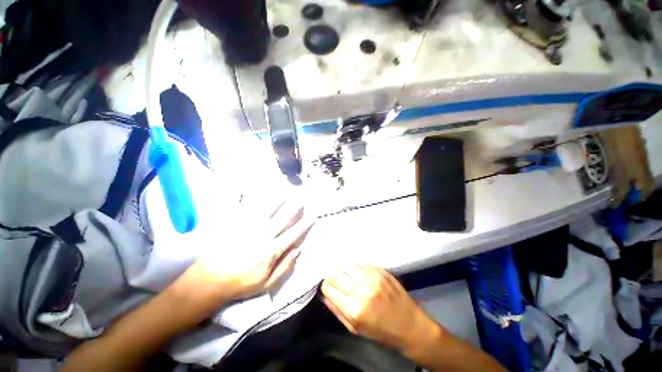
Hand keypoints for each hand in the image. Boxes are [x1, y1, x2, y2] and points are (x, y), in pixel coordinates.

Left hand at [173, 200, 313, 307]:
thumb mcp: (266, 284)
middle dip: (295, 208)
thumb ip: (284, 267)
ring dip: (278, 200)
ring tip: (286, 191)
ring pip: (267, 209)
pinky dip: (251, 197)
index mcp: (271, 251)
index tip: (312, 216)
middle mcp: (263, 236)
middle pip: (283, 218)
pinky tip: (255, 189)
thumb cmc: (240, 283)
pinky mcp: (235, 224)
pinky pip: (245, 208)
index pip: (293, 234)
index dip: (304, 225)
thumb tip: (298, 249)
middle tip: (303, 198)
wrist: (208, 280)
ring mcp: (248, 228)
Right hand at [321, 264, 440, 355]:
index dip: (325, 286)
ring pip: (346, 263)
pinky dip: (353, 264)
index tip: (326, 285)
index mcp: (353, 309)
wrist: (409, 324)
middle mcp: (361, 290)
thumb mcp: (355, 329)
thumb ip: (337, 311)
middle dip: (328, 271)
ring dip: (339, 264)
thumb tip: (324, 294)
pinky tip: (352, 265)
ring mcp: (371, 277)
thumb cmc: (381, 331)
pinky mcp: (379, 270)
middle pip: (335, 273)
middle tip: (326, 268)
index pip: (328, 289)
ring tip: (336, 264)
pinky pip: (359, 262)